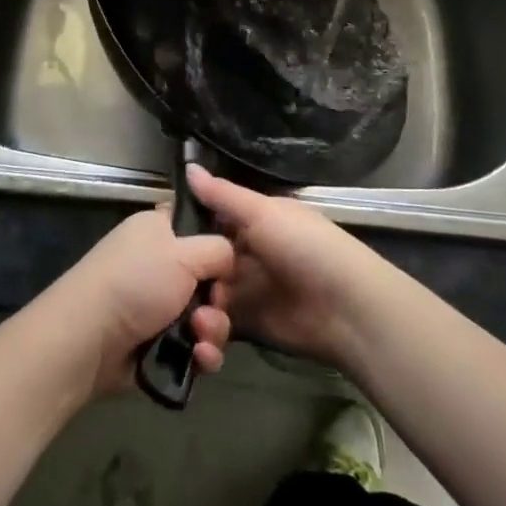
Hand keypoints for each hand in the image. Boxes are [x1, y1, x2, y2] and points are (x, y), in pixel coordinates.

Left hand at [42, 208, 235, 399]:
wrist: (89, 339)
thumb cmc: (136, 281)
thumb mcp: (184, 252)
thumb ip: (219, 248)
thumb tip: (231, 255)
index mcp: (158, 229)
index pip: (197, 224)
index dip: (219, 241)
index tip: (231, 260)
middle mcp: (158, 262)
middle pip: (209, 277)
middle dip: (219, 298)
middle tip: (213, 305)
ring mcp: (156, 304)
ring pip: (205, 315)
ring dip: (213, 329)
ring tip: (201, 338)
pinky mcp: (156, 341)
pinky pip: (194, 345)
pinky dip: (201, 353)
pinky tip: (200, 359)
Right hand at [187, 165, 388, 370]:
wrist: (346, 308)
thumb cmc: (304, 247)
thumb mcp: (262, 213)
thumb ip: (223, 195)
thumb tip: (188, 166)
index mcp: (255, 222)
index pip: (212, 222)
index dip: (187, 231)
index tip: (160, 239)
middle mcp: (249, 254)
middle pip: (206, 263)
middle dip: (188, 276)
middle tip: (172, 288)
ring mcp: (250, 291)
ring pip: (210, 296)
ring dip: (198, 309)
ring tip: (198, 321)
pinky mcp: (252, 327)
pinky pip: (221, 327)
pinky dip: (210, 334)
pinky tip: (204, 338)